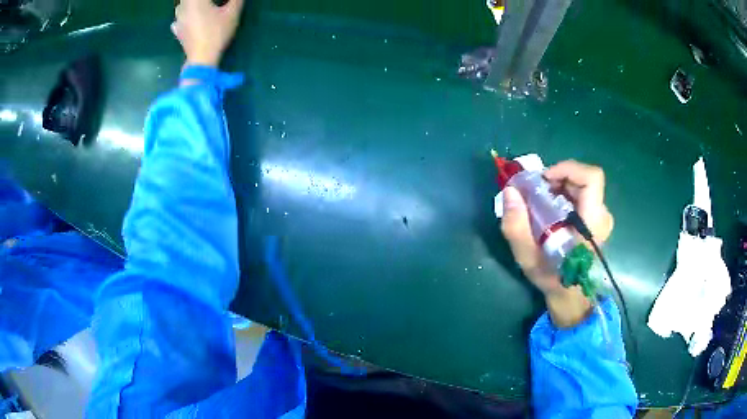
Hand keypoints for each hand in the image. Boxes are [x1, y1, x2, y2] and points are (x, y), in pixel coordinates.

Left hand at [172, 0, 244, 67]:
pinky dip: (183, 16)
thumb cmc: (216, 33)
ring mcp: (178, 20)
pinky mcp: (177, 31)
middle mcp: (184, 8)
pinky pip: (177, 19)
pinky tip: (188, 18)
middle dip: (199, 1)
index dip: (212, 0)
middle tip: (211, 4)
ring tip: (200, 6)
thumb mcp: (232, 14)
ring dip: (189, 4)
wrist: (201, 58)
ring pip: (181, 5)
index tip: (220, 1)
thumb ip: (236, 0)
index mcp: (196, 0)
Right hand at [501, 160, 613, 326]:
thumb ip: (516, 227)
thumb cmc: (552, 278)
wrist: (571, 295)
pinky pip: (581, 195)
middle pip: (583, 179)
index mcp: (592, 222)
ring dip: (559, 187)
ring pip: (581, 186)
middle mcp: (601, 215)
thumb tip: (510, 191)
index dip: (568, 169)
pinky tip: (550, 211)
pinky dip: (564, 195)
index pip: (592, 178)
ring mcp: (601, 217)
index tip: (545, 180)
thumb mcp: (528, 258)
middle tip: (536, 192)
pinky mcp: (597, 219)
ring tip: (541, 203)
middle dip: (557, 179)